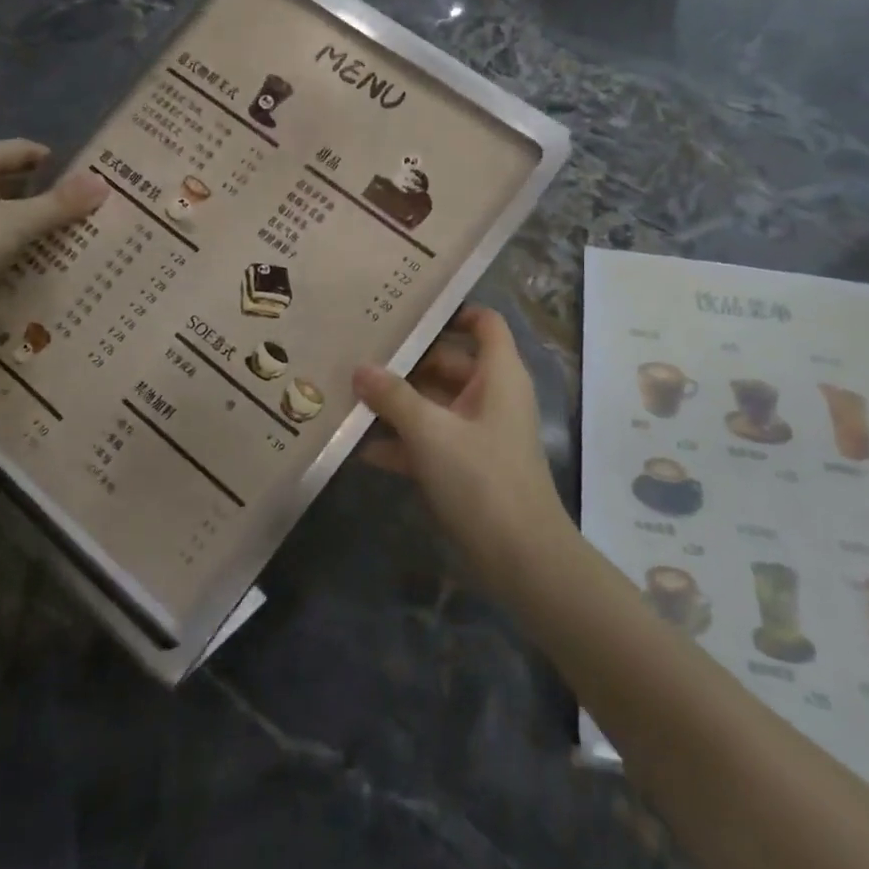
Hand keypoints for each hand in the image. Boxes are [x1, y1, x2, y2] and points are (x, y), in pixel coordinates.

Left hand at [0, 139, 108, 312]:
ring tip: (66, 231)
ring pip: (1, 205)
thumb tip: (103, 183)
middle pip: (11, 177)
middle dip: (46, 191)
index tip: (86, 180)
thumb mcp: (18, 222)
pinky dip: (13, 235)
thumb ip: (60, 204)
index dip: (56, 162)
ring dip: (30, 216)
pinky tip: (34, 251)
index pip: (22, 150)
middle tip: (82, 207)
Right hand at [353, 305, 573, 599]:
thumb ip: (393, 397)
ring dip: (398, 404)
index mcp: (498, 375)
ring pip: (435, 404)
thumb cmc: (481, 477)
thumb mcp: (430, 431)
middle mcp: (492, 396)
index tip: (407, 311)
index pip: (484, 323)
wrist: (520, 557)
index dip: (452, 312)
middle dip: (406, 363)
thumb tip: (360, 368)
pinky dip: (403, 442)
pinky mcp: (467, 467)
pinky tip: (361, 447)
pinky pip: (431, 441)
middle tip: (358, 354)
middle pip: (448, 363)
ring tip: (349, 395)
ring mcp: (479, 433)